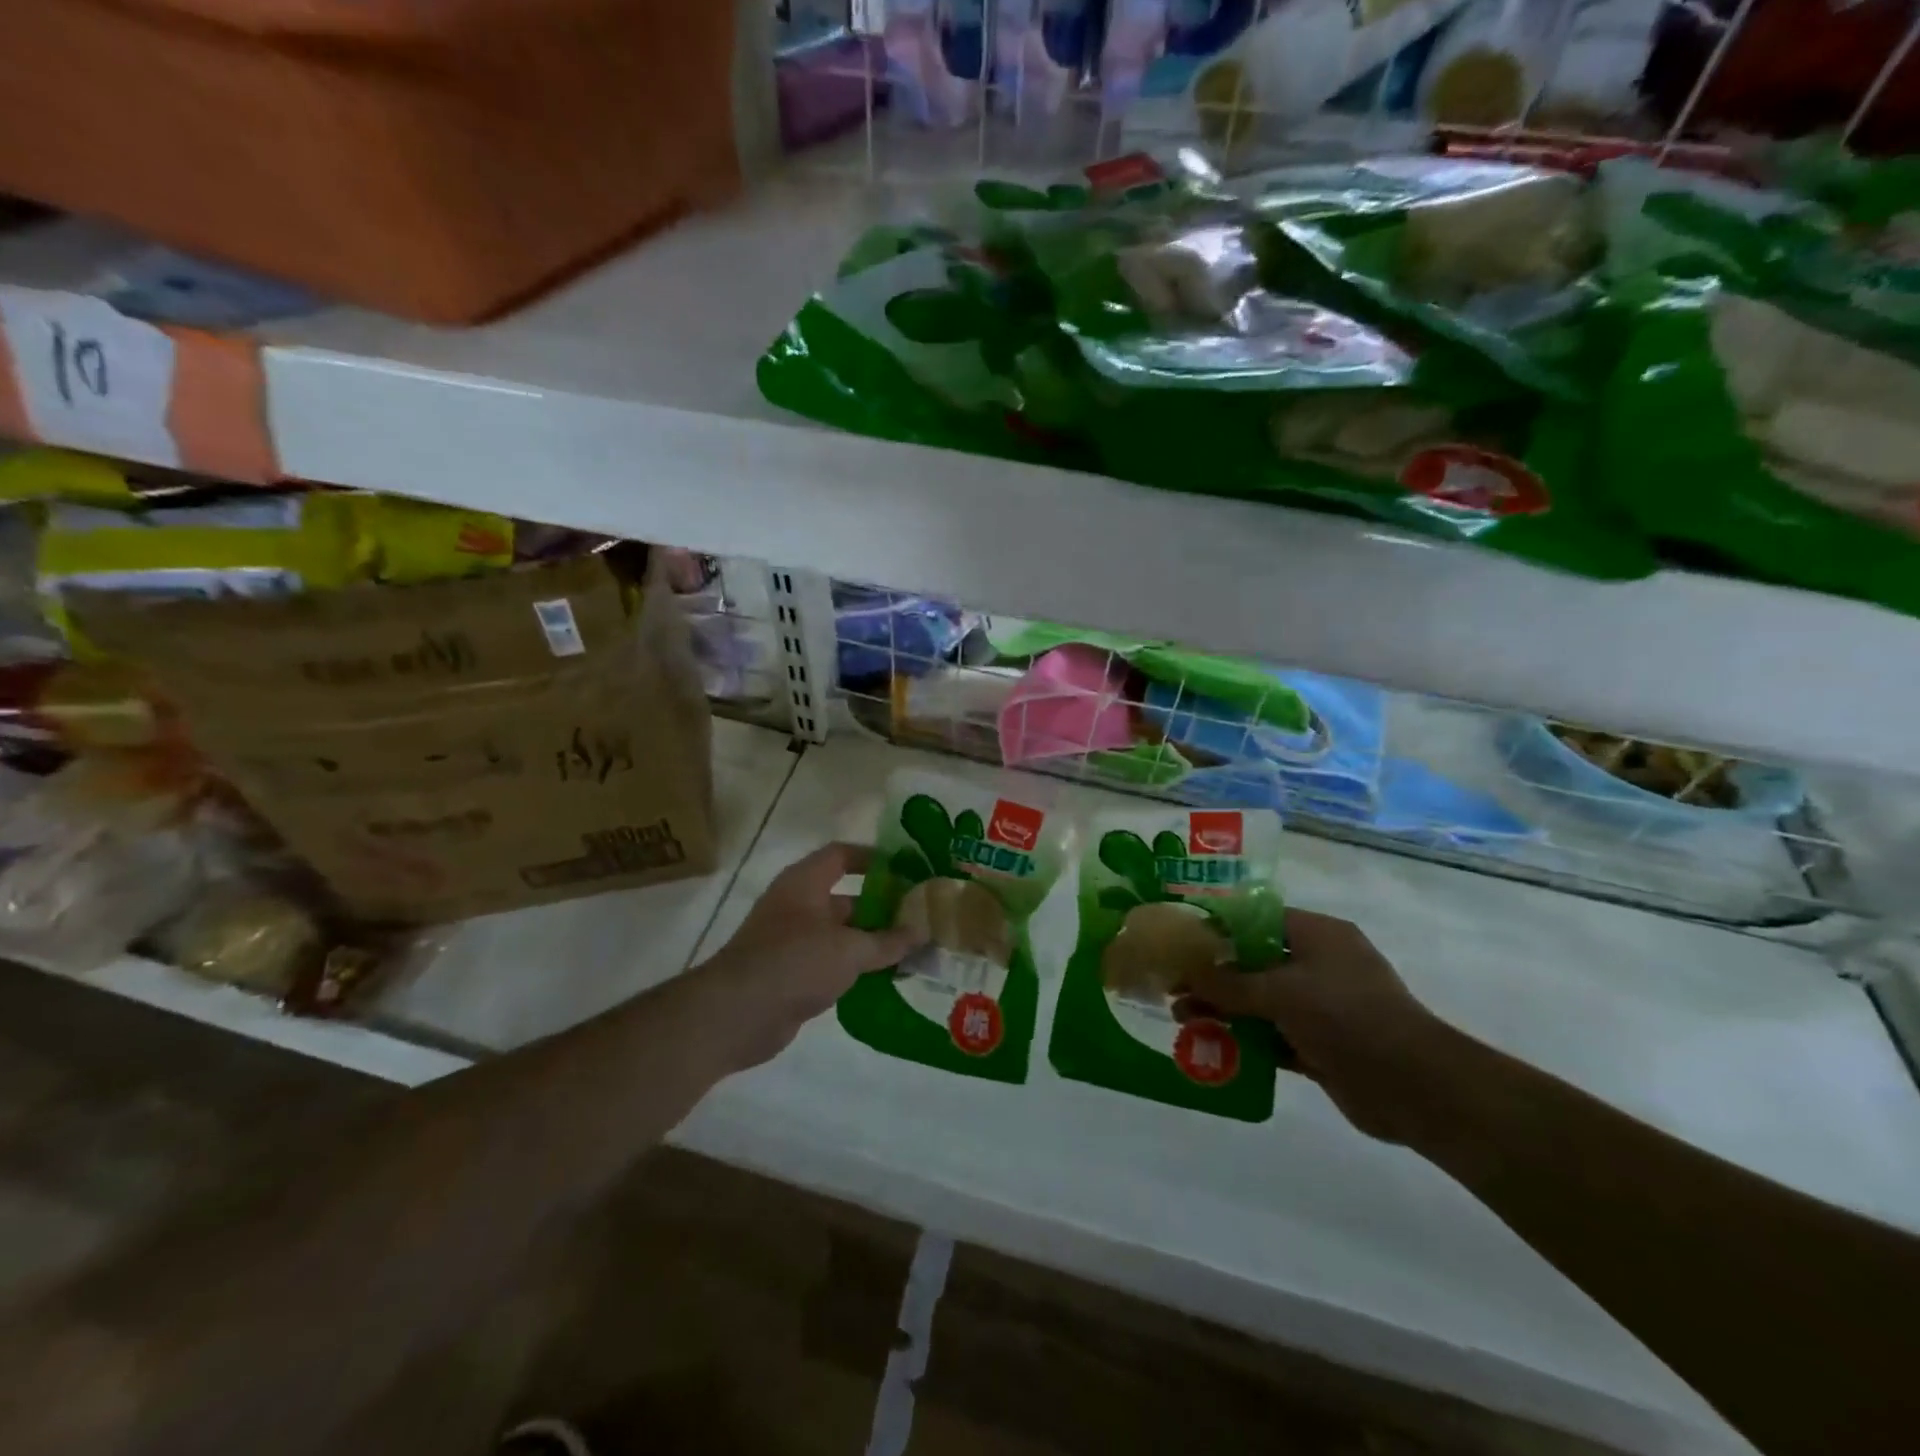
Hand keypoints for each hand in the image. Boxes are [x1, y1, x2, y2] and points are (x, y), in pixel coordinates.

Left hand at [694, 843, 925, 1065]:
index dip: (873, 858)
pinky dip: (857, 968)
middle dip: (882, 907)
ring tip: (913, 950)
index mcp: (805, 883)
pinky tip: (887, 978)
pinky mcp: (792, 974)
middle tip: (920, 917)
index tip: (907, 869)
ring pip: (842, 934)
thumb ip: (888, 941)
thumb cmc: (794, 963)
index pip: (842, 855)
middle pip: (847, 897)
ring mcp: (793, 941)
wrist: (735, 1016)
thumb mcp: (849, 950)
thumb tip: (923, 931)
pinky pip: (833, 963)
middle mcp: (798, 906)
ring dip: (873, 941)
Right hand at [1185, 909, 1450, 1144]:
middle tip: (1172, 986)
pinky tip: (1210, 1047)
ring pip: (1259, 1001)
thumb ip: (1229, 983)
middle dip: (1212, 975)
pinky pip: (1272, 1035)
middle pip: (1253, 961)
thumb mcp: (1281, 992)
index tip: (1180, 941)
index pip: (1256, 919)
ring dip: (1223, 1009)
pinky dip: (1244, 1040)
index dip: (1217, 928)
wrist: (1415, 1087)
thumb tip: (1185, 971)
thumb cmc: (1347, 1017)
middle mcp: (1318, 964)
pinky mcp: (1320, 1044)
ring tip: (1182, 1019)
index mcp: (1316, 935)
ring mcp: (1320, 1006)